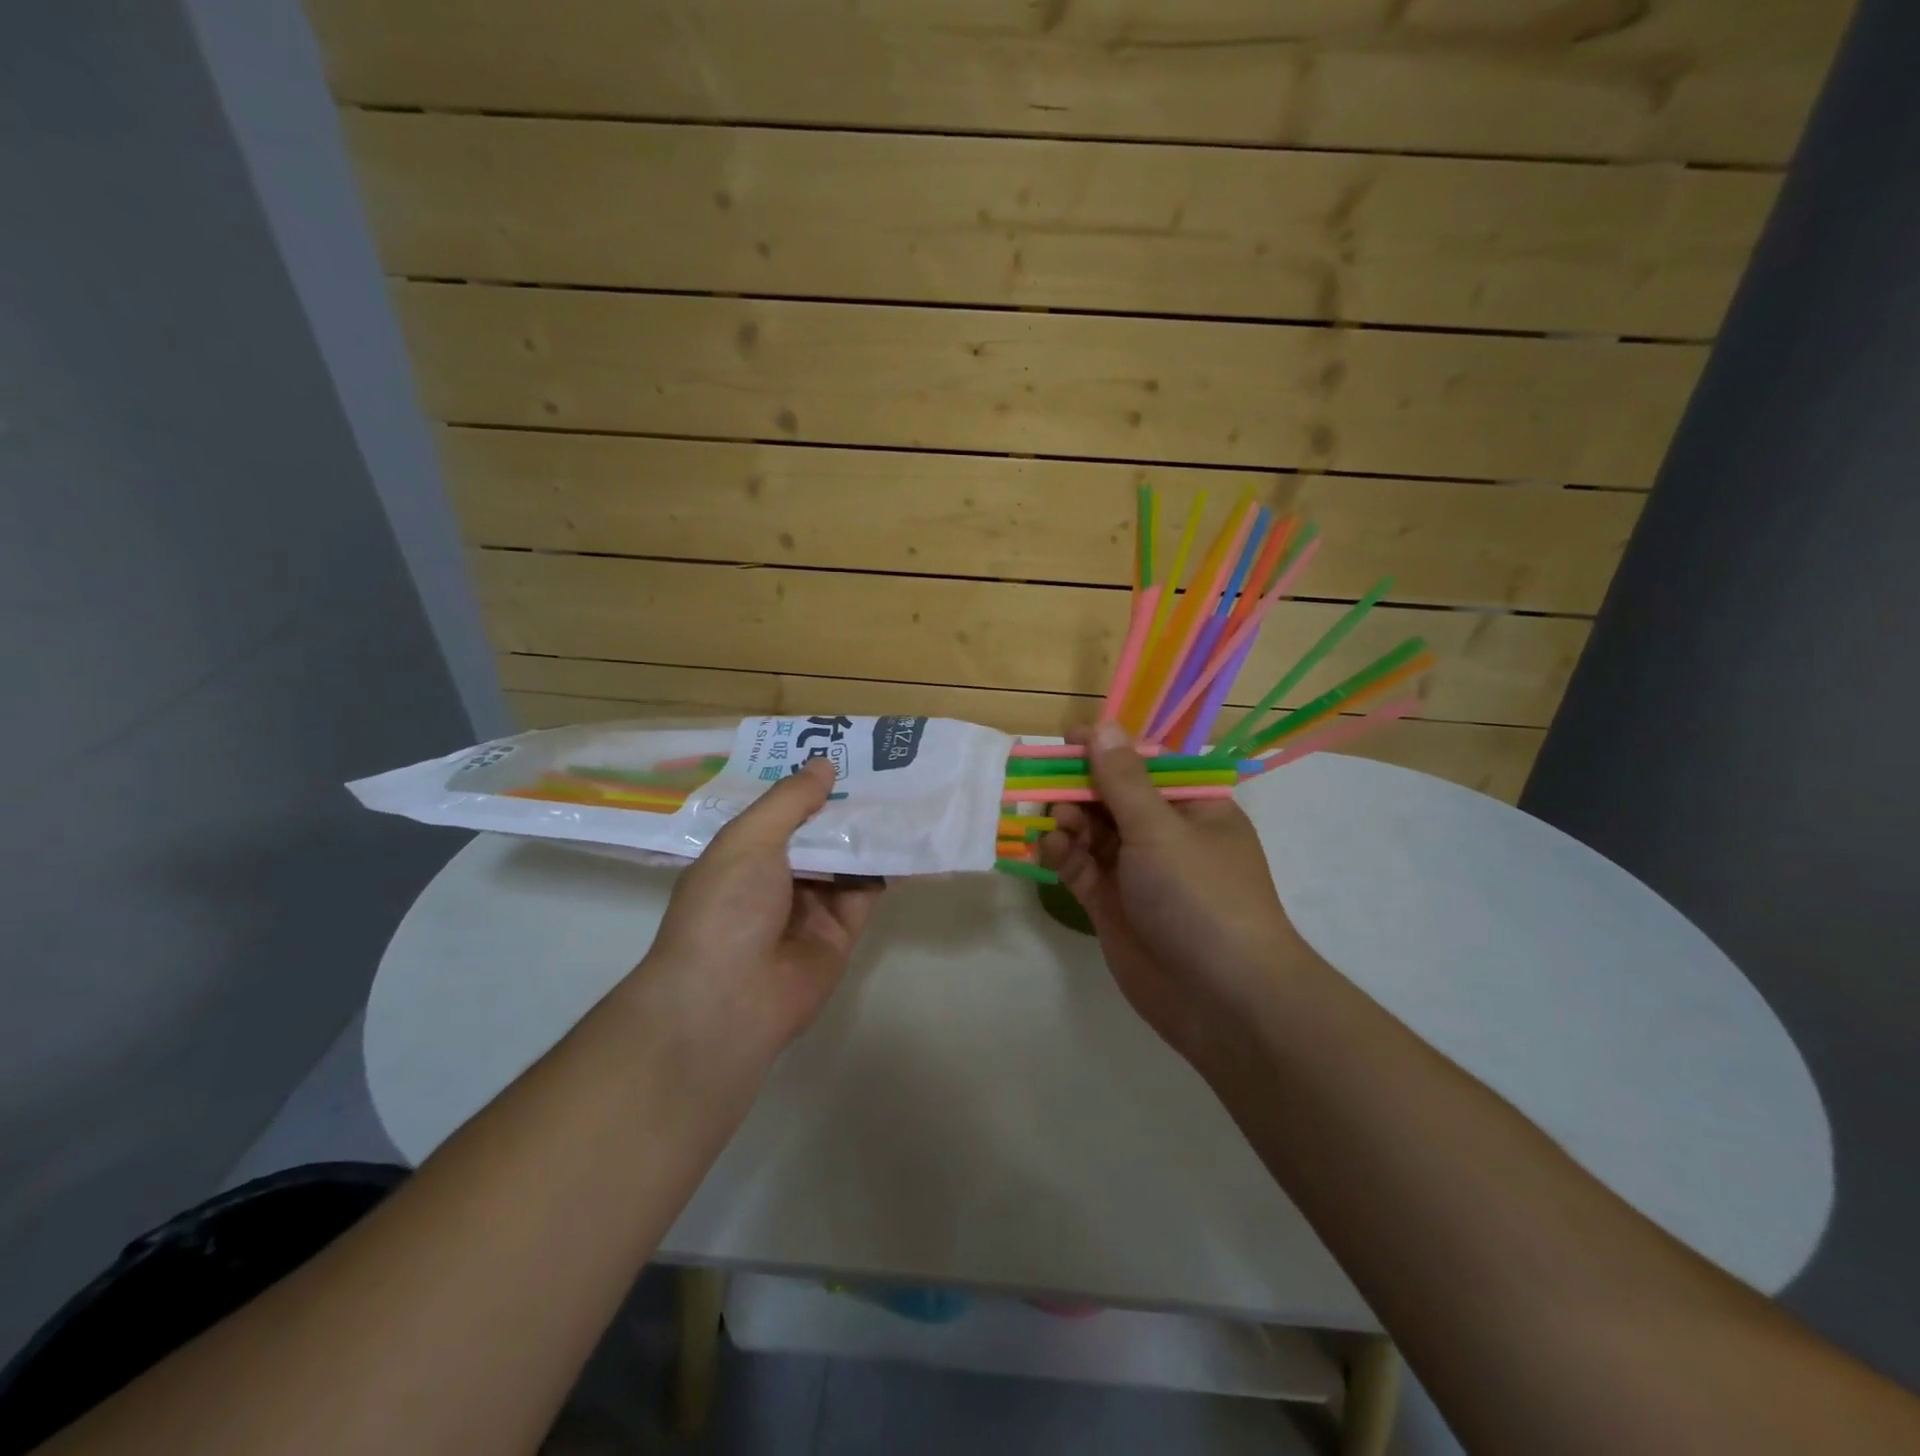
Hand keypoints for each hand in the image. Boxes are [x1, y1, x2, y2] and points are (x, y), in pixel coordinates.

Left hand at [639, 758, 882, 1050]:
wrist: (731, 999)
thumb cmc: (727, 907)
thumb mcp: (749, 839)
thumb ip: (790, 801)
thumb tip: (825, 765)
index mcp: (743, 854)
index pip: (780, 811)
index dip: (808, 785)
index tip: (841, 752)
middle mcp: (776, 878)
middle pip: (817, 833)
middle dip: (845, 804)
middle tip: (885, 766)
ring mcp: (809, 906)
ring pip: (846, 859)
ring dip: (870, 831)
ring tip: (907, 791)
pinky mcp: (841, 932)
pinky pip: (867, 891)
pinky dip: (887, 867)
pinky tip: (911, 836)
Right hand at [1038, 723, 1322, 1061]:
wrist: (1222, 999)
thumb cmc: (1201, 896)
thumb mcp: (1161, 829)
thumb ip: (1123, 780)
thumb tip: (1103, 726)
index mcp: (1193, 808)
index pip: (1146, 766)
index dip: (1108, 750)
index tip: (1067, 740)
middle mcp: (1165, 836)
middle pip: (1113, 798)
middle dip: (1079, 789)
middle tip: (1045, 784)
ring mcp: (1137, 873)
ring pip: (1092, 833)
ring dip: (1068, 822)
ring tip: (1054, 824)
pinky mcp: (1111, 906)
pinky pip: (1080, 868)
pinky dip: (1062, 855)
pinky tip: (1047, 848)